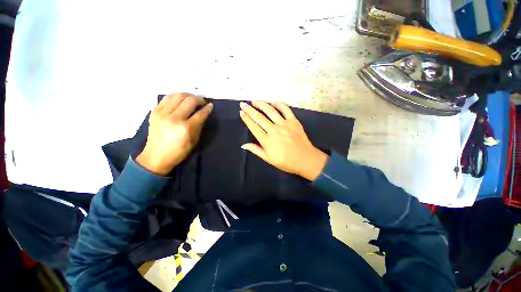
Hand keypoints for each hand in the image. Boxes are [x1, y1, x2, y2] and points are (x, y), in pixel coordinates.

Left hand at [136, 93, 212, 175]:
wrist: (156, 156)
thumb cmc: (179, 151)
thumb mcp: (194, 140)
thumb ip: (199, 125)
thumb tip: (204, 113)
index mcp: (186, 128)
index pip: (200, 113)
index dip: (207, 108)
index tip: (211, 105)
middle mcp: (174, 118)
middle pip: (189, 100)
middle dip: (199, 99)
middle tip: (202, 102)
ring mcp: (162, 113)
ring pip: (178, 95)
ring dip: (188, 95)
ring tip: (192, 99)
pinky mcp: (154, 111)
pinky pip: (167, 98)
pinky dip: (176, 97)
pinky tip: (180, 100)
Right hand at [239, 101, 327, 180]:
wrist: (305, 160)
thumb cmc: (286, 162)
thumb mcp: (268, 159)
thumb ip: (256, 150)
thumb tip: (243, 145)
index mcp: (267, 141)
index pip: (253, 127)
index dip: (246, 119)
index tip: (241, 112)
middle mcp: (274, 130)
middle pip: (259, 117)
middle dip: (249, 109)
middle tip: (243, 103)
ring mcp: (284, 125)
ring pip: (270, 111)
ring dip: (261, 104)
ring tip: (255, 101)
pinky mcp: (294, 122)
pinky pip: (286, 110)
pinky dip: (279, 104)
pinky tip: (273, 102)